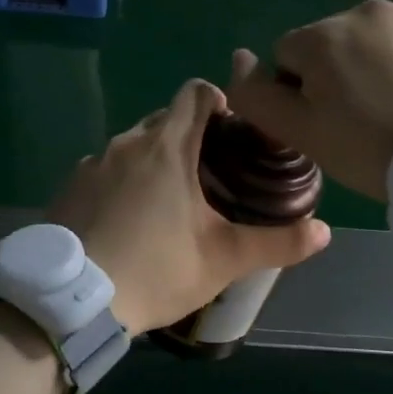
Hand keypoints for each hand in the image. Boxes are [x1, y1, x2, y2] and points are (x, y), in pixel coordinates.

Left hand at [48, 79, 331, 333]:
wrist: (73, 301)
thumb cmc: (155, 269)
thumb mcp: (223, 259)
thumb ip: (276, 243)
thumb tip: (324, 231)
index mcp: (167, 146)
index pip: (195, 92)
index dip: (218, 101)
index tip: (232, 130)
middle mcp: (127, 142)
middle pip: (164, 119)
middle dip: (189, 136)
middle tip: (209, 175)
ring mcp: (92, 163)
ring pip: (131, 146)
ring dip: (152, 161)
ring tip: (166, 203)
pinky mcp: (68, 187)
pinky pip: (103, 170)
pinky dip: (120, 182)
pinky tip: (126, 221)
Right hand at [227, 0, 392, 200]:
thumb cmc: (373, 150)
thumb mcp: (302, 134)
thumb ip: (256, 95)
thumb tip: (239, 57)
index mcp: (322, 36)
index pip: (287, 57)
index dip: (300, 93)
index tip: (328, 124)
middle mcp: (364, 10)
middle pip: (332, 43)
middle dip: (339, 73)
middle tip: (365, 120)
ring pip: (375, 38)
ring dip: (377, 63)